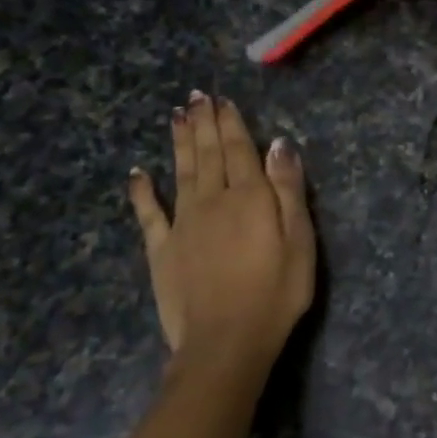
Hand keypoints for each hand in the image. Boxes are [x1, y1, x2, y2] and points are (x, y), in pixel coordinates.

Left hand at [127, 94, 315, 388]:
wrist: (226, 340)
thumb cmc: (276, 291)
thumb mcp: (299, 239)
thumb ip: (287, 189)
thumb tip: (278, 144)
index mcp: (250, 196)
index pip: (239, 149)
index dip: (230, 123)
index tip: (221, 100)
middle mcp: (213, 200)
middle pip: (207, 154)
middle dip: (202, 123)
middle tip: (195, 97)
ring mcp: (183, 223)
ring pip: (180, 172)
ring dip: (178, 143)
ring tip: (175, 116)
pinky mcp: (162, 249)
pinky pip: (149, 213)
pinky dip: (142, 190)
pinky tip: (137, 173)